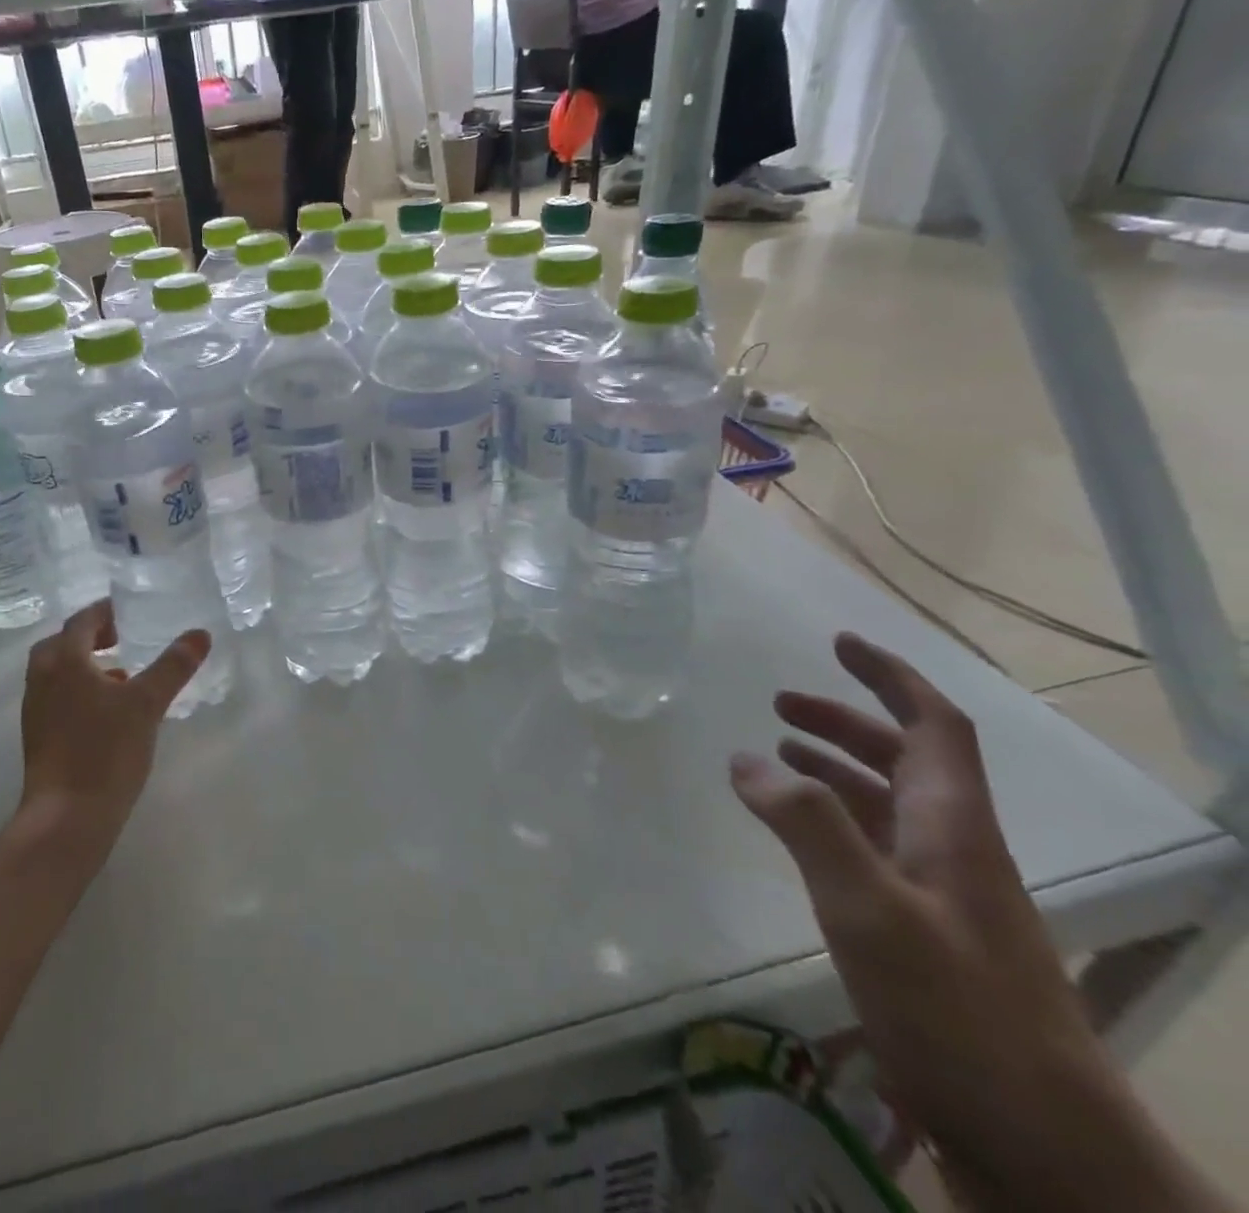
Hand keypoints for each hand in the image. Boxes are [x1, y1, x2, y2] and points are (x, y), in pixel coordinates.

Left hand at [15, 600, 209, 853]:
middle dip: (92, 635)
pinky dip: (81, 689)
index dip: (107, 612)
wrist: (66, 819)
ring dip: (86, 663)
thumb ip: (174, 666)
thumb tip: (200, 634)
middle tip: (123, 636)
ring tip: (122, 672)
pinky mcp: (39, 736)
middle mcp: (42, 679)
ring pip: (59, 672)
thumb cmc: (105, 751)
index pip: (82, 621)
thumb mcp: (147, 703)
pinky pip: (58, 696)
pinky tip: (110, 710)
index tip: (131, 611)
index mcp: (64, 661)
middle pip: (63, 643)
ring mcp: (36, 710)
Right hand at [732, 633, 1220, 1211]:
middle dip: (844, 720)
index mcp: (952, 826)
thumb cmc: (959, 1013)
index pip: (932, 725)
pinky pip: (874, 851)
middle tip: (778, 703)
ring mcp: (943, 897)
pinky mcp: (926, 937)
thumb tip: (747, 756)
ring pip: (887, 806)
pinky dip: (832, 823)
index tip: (839, 642)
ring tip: (778, 758)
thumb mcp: (870, 909)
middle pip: (904, 760)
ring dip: (834, 769)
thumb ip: (806, 824)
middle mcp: (953, 849)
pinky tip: (800, 841)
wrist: (1042, 1147)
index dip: (889, 677)